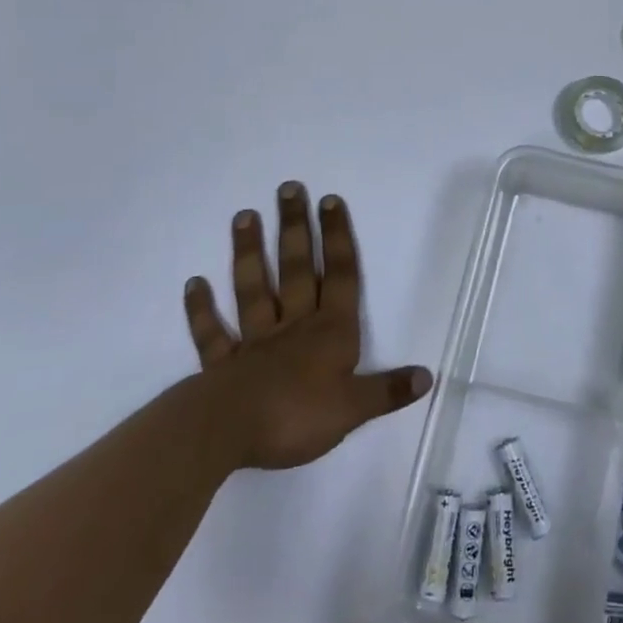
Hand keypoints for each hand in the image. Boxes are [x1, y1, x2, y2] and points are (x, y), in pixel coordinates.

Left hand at [182, 182, 431, 472]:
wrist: (228, 433)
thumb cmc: (297, 416)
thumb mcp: (353, 408)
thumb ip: (388, 390)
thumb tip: (427, 376)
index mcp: (330, 331)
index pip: (339, 276)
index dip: (338, 238)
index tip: (330, 200)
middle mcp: (294, 325)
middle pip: (297, 269)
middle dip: (296, 228)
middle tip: (288, 188)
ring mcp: (255, 342)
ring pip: (253, 289)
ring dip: (249, 253)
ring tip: (244, 215)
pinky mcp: (222, 364)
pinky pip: (213, 333)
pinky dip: (202, 309)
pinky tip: (194, 283)